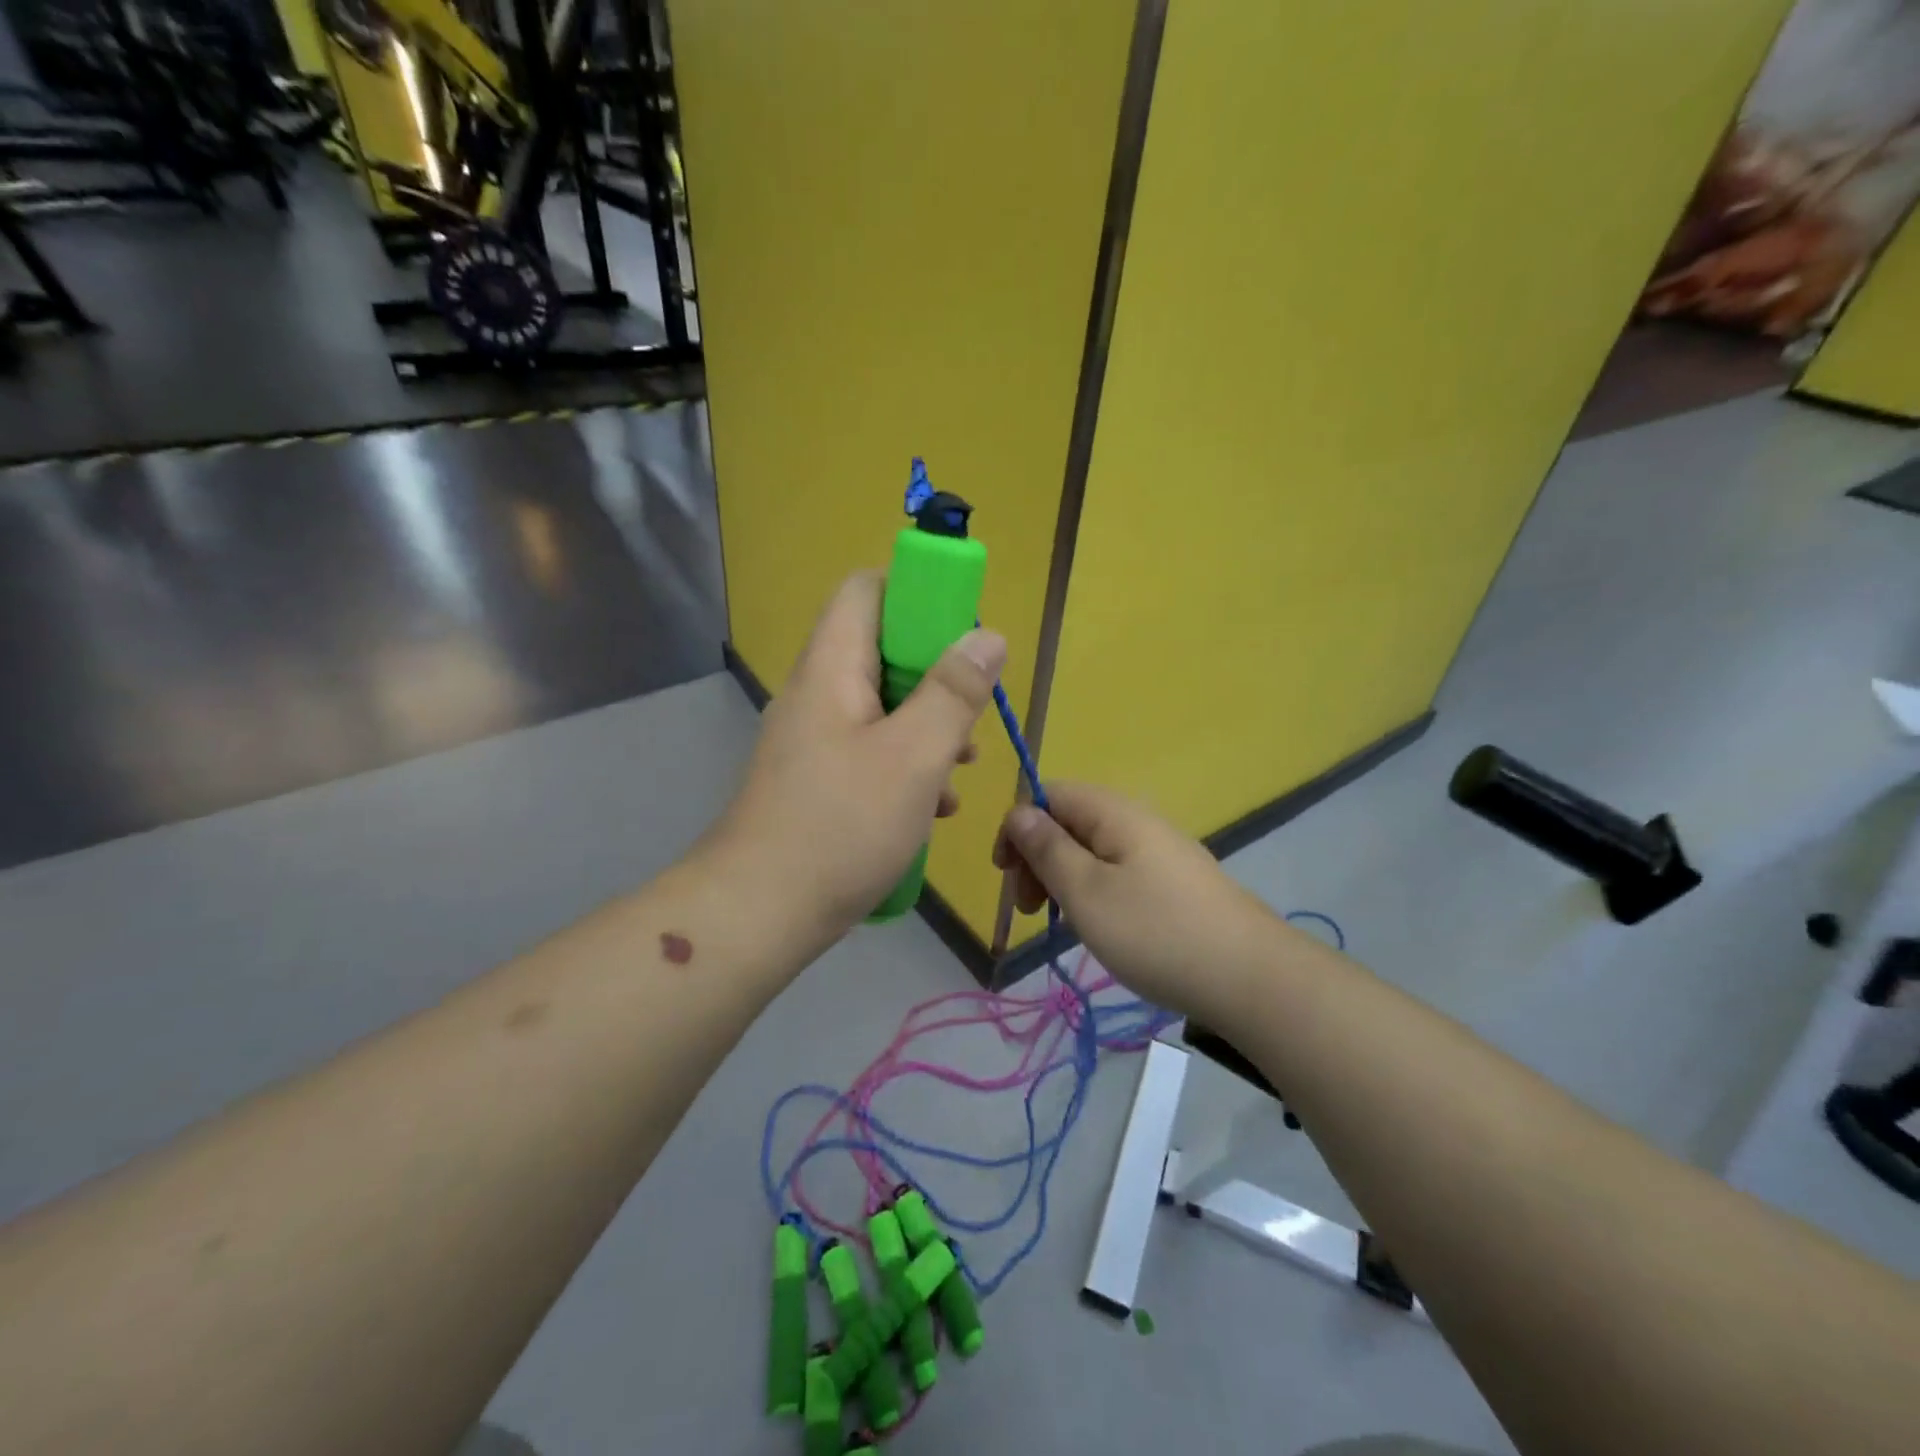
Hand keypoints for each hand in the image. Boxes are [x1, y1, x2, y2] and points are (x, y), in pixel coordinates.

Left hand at [712, 571, 1005, 948]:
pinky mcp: (816, 779)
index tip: (963, 634)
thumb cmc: (841, 826)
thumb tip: (987, 636)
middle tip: (971, 714)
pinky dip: (906, 765)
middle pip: (882, 649)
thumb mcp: (913, 757)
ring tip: (963, 768)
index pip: (867, 589)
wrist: (757, 912)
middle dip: (937, 675)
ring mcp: (813, 739)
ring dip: (928, 727)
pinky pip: (870, 750)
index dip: (918, 595)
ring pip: (883, 706)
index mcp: (832, 667)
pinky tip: (933, 807)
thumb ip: (953, 692)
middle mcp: (817, 692)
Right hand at [993, 783, 1282, 1018]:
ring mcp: (1161, 852)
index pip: (1050, 794)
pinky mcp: (1176, 883)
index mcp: (1114, 812)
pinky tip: (1099, 927)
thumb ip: (1048, 849)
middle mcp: (1138, 821)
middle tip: (1027, 907)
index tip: (1006, 873)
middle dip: (1038, 856)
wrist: (1251, 978)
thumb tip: (1020, 812)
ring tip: (1059, 922)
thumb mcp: (1086, 892)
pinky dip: (1095, 892)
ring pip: (1093, 850)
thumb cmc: (1155, 932)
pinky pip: (1119, 872)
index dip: (1019, 825)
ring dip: (1064, 878)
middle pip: (1070, 821)